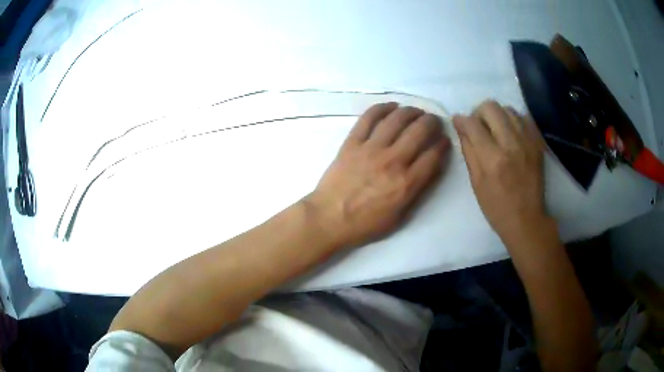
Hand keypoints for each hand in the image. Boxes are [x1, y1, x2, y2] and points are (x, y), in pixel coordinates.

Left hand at [306, 102, 450, 247]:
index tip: (444, 139)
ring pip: (396, 120)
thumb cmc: (364, 224)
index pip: (433, 156)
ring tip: (416, 110)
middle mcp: (393, 161)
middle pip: (419, 131)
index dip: (443, 144)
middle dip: (432, 122)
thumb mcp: (398, 217)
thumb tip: (428, 170)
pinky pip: (369, 118)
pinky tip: (391, 105)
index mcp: (406, 183)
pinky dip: (382, 108)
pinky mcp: (352, 142)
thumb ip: (416, 192)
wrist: (328, 218)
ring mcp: (371, 149)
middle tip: (433, 120)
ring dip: (411, 111)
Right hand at [453, 101, 547, 245]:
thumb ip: (469, 150)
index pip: (472, 123)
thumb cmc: (496, 206)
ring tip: (496, 130)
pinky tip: (511, 132)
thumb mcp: (476, 182)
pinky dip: (514, 120)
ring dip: (497, 116)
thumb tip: (461, 126)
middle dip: (479, 112)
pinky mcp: (538, 143)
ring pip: (508, 109)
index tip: (459, 123)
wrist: (527, 219)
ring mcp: (528, 142)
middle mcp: (511, 144)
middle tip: (479, 126)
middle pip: (491, 107)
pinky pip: (524, 117)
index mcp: (492, 159)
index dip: (461, 119)